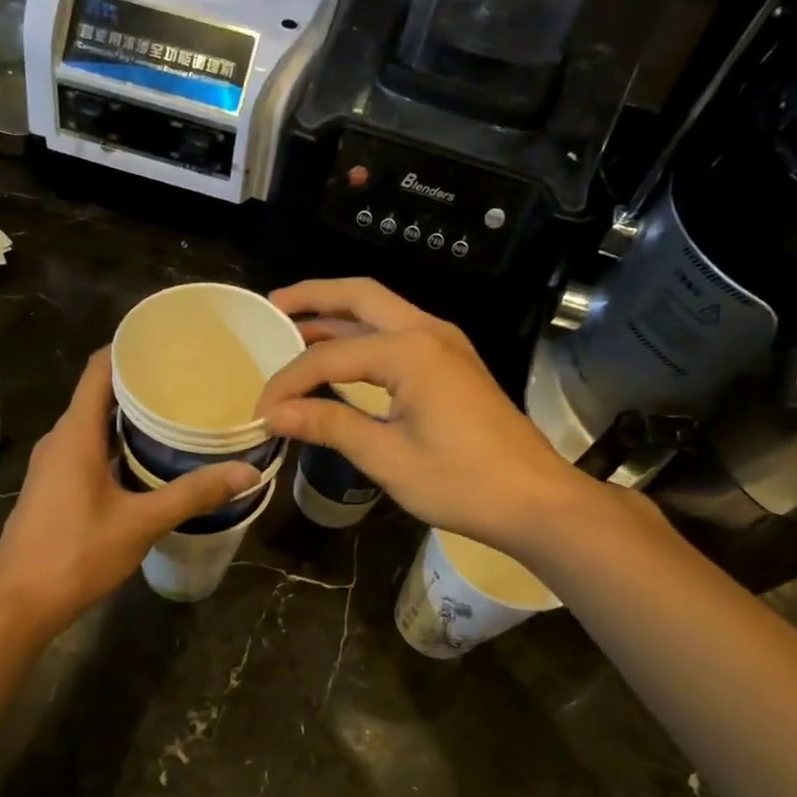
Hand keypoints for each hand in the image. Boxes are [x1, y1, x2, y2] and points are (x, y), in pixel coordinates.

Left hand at [0, 350, 259, 630]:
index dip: (129, 346)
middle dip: (140, 382)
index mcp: (75, 434)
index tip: (169, 339)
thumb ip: (193, 494)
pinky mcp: (55, 487)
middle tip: (188, 378)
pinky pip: (88, 448)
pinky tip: (148, 457)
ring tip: (177, 412)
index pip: (99, 368)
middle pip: (99, 393)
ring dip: (129, 416)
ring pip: (94, 424)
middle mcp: (60, 439)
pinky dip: (117, 442)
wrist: (18, 603)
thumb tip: (246, 472)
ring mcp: (54, 464)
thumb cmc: (75, 554)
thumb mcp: (140, 523)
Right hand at [258, 278, 595, 554]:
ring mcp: (445, 343)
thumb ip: (329, 425)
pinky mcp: (451, 363)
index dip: (288, 381)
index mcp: (410, 351)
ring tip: (294, 324)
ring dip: (338, 314)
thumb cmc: (462, 482)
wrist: (535, 500)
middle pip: (360, 296)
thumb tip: (275, 415)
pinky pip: (396, 333)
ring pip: (380, 311)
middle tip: (272, 306)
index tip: (261, 411)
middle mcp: (427, 331)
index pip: (329, 356)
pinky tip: (340, 355)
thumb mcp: (387, 457)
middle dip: (313, 297)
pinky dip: (362, 335)